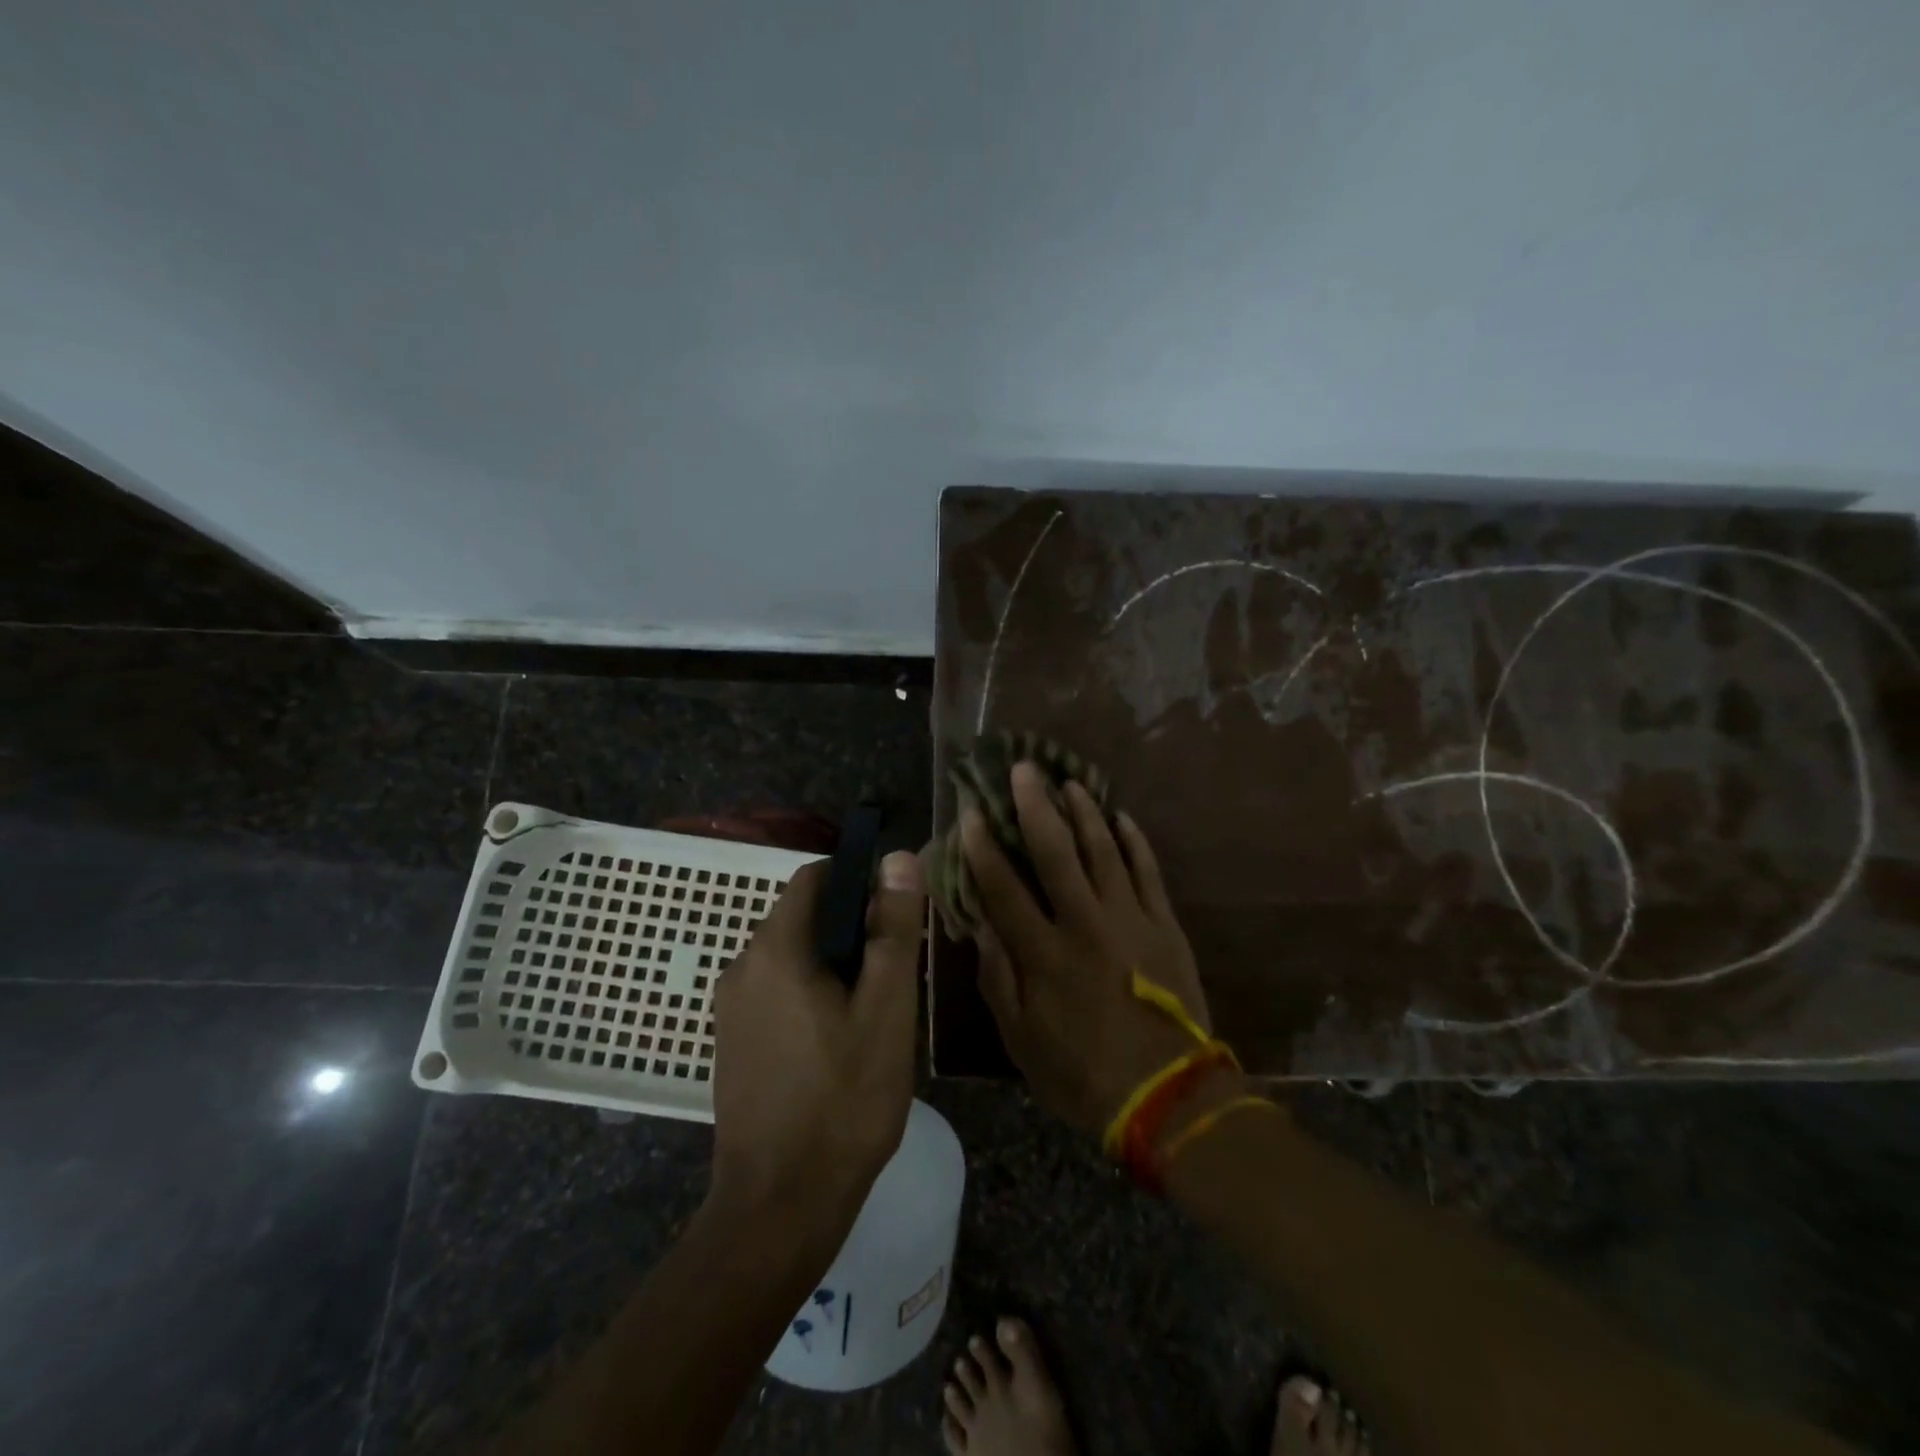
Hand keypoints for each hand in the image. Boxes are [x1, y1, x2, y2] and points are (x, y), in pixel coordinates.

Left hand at [709, 851, 925, 1238]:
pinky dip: (811, 995)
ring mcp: (731, 1008)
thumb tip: (897, 857)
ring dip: (834, 966)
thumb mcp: (886, 1009)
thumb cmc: (844, 1100)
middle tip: (895, 975)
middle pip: (804, 917)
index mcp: (774, 949)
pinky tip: (840, 1042)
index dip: (859, 881)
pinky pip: (777, 992)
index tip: (896, 916)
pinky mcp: (732, 1042)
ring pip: (793, 957)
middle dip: (852, 931)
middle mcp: (742, 967)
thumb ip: (892, 929)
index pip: (815, 877)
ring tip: (874, 1014)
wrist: (780, 1207)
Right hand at [962, 761, 1229, 1135]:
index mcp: (1043, 953)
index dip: (982, 848)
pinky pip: (1148, 871)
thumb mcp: (1021, 1040)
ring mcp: (1129, 919)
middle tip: (1024, 770)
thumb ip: (998, 979)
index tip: (970, 813)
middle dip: (1035, 807)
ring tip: (1070, 782)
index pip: (1003, 887)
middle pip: (1055, 852)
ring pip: (1103, 851)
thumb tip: (982, 926)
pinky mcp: (1164, 925)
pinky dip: (1135, 841)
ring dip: (1085, 813)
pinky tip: (1122, 817)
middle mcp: (1084, 924)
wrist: (1168, 1097)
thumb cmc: (1083, 1074)